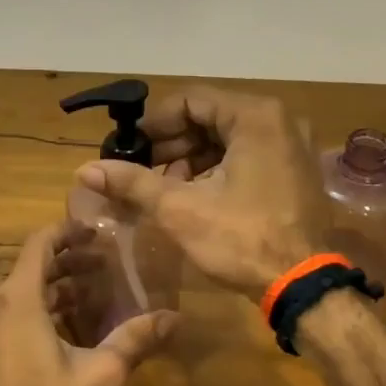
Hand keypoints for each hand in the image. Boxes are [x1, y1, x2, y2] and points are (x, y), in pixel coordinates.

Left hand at [0, 221, 177, 385]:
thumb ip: (136, 339)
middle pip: (30, 269)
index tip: (94, 232)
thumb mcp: (102, 373)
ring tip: (89, 298)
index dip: (66, 232)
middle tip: (103, 267)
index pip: (39, 244)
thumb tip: (175, 318)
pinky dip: (35, 312)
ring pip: (18, 295)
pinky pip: (6, 318)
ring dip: (53, 290)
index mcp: (18, 300)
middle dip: (67, 264)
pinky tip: (62, 332)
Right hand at [74, 87, 328, 301]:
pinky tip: (193, 195)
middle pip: (209, 118)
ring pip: (227, 139)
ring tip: (163, 188)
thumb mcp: (180, 209)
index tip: (128, 148)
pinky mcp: (294, 171)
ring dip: (191, 159)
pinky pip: (246, 156)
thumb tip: (84, 169)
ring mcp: (291, 146)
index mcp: (255, 116)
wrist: (301, 284)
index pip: (190, 100)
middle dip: (171, 144)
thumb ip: (132, 182)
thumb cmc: (241, 239)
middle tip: (140, 171)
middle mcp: (279, 121)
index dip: (153, 123)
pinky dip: (216, 170)